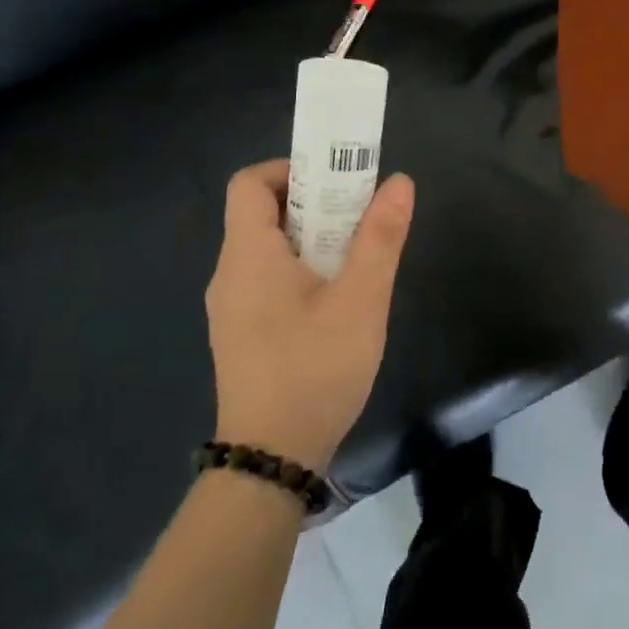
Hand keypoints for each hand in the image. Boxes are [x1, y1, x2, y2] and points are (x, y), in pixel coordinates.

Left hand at [204, 160, 415, 470]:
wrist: (273, 458)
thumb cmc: (315, 368)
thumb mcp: (361, 300)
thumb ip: (380, 237)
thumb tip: (399, 181)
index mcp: (248, 255)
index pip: (249, 182)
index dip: (291, 170)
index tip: (338, 184)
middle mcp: (230, 274)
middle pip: (263, 214)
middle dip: (315, 205)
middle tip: (361, 219)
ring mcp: (232, 308)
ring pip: (270, 250)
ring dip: (313, 241)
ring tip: (358, 260)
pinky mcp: (242, 335)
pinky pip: (268, 281)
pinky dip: (302, 272)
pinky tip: (338, 303)